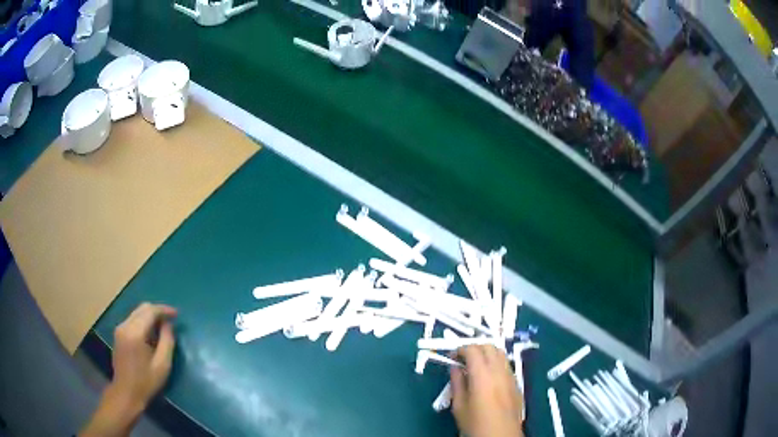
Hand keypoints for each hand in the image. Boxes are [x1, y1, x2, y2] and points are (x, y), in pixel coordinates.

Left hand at [111, 303, 177, 407]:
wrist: (126, 393)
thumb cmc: (146, 382)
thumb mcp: (162, 365)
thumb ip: (167, 341)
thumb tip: (169, 325)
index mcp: (135, 332)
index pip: (150, 311)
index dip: (164, 310)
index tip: (177, 314)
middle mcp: (125, 326)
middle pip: (142, 308)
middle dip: (157, 311)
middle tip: (171, 321)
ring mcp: (120, 329)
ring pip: (137, 313)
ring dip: (150, 317)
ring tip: (163, 328)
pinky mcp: (118, 334)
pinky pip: (133, 320)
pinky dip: (143, 322)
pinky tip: (151, 335)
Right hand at [450, 345, 523, 436]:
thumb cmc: (475, 425)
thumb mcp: (459, 406)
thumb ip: (457, 383)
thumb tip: (454, 368)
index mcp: (482, 376)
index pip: (473, 350)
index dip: (460, 349)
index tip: (452, 356)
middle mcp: (499, 371)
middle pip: (489, 347)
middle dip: (475, 348)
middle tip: (462, 358)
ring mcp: (511, 376)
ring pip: (500, 354)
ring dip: (487, 353)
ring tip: (475, 365)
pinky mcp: (517, 384)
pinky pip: (506, 365)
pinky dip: (496, 363)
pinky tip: (488, 377)